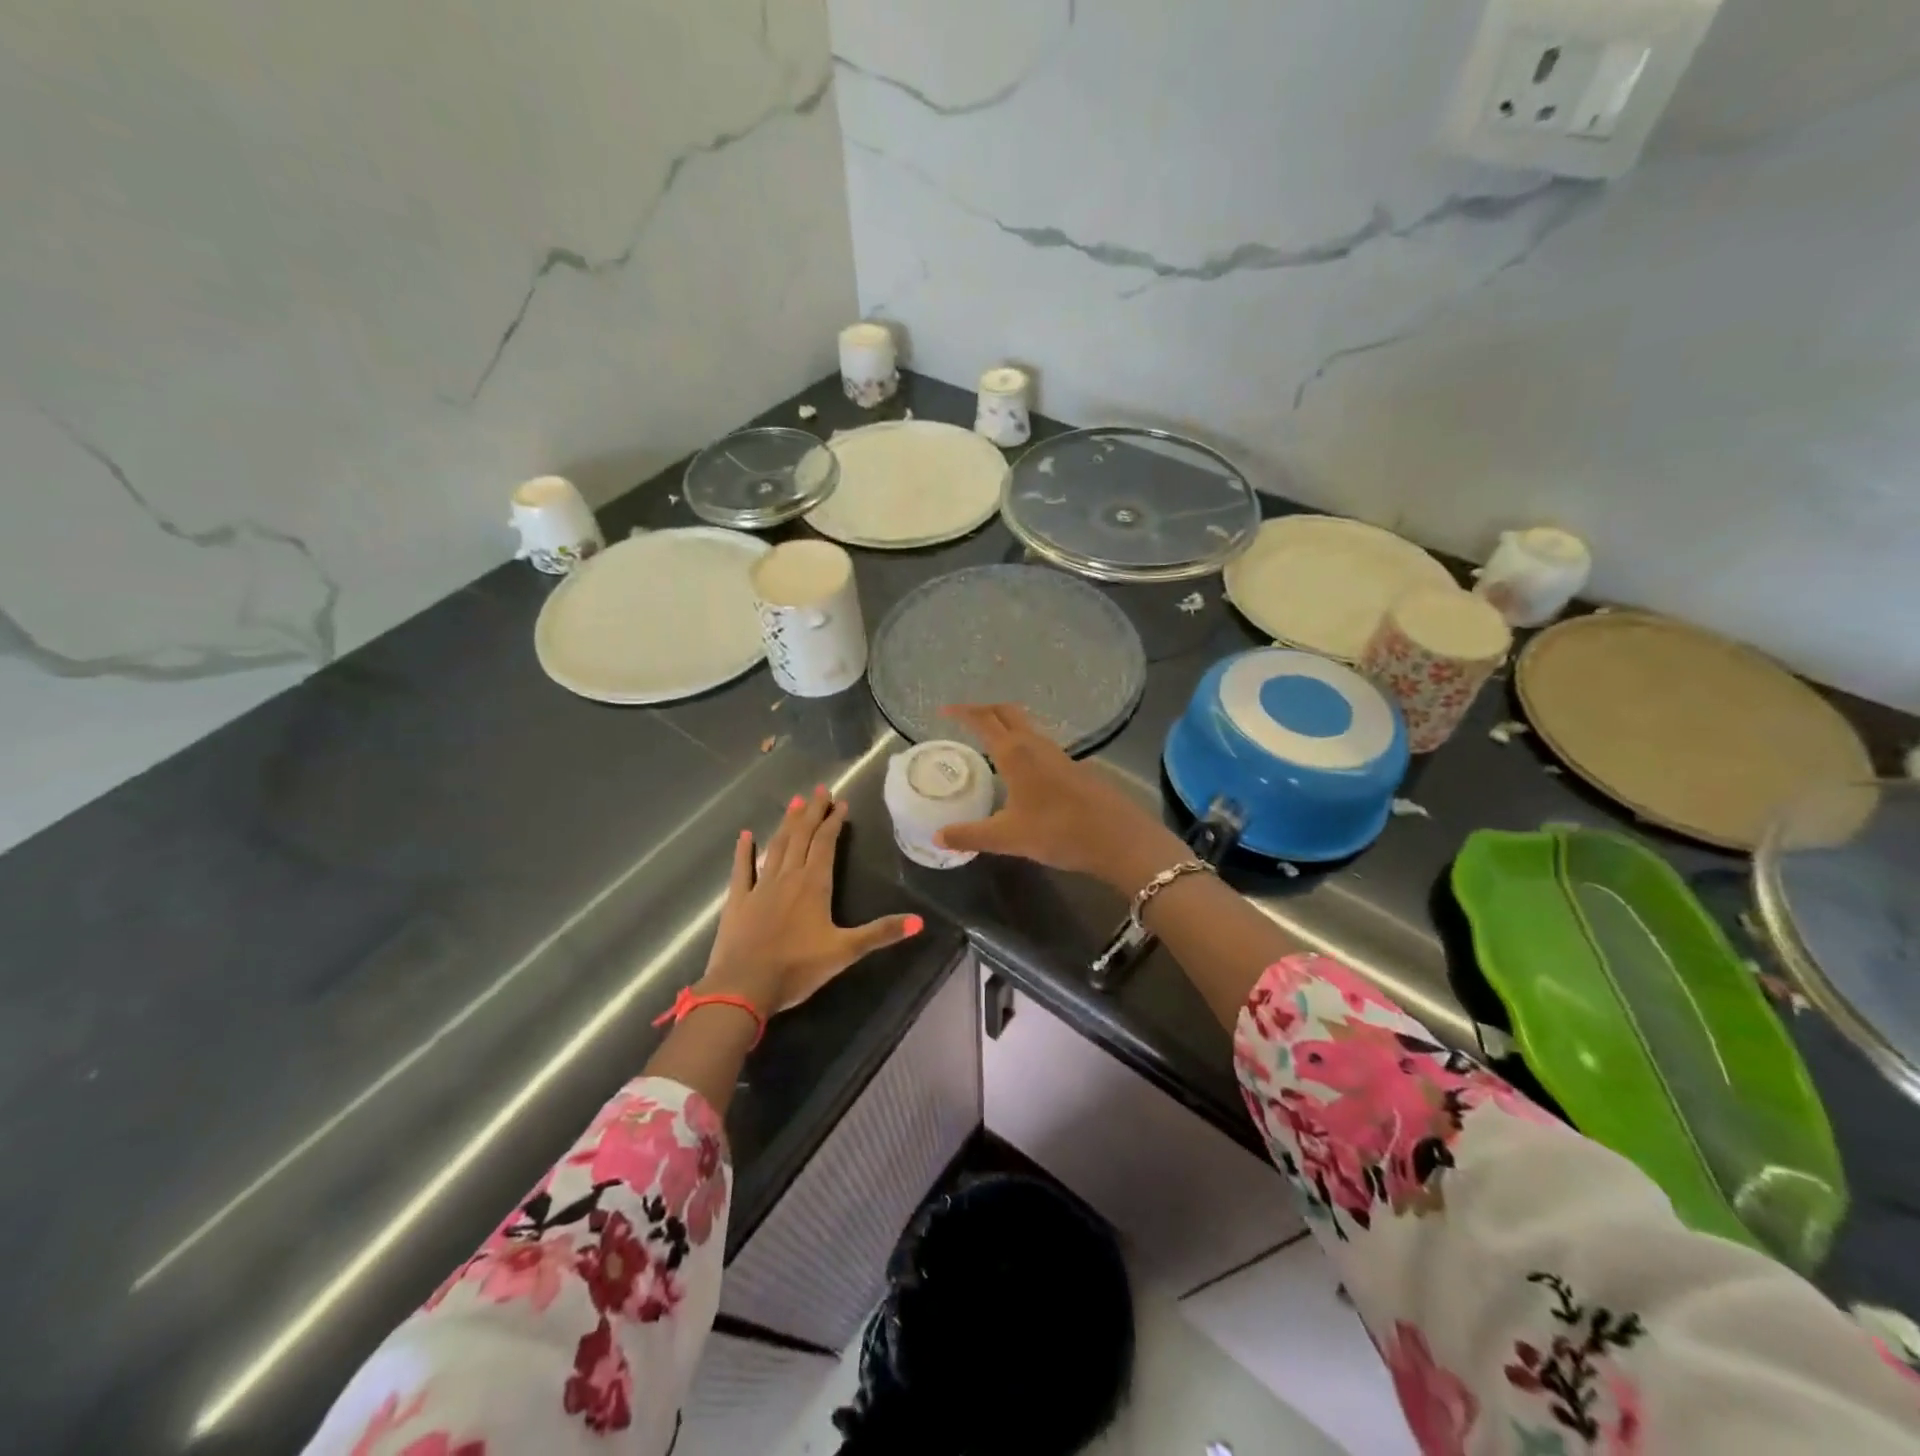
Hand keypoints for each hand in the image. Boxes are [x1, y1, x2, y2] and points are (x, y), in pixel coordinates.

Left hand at [701, 785, 922, 1015]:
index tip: (841, 803)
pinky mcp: (738, 901)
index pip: (825, 844)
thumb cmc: (798, 968)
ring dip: (786, 823)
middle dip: (812, 812)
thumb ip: (881, 933)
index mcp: (814, 884)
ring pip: (776, 846)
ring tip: (795, 802)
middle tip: (819, 790)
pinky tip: (745, 835)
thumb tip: (920, 921)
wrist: (743, 986)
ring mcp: (759, 887)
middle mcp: (787, 877)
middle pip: (801, 837)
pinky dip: (744, 851)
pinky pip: (741, 869)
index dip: (834, 822)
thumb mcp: (845, 951)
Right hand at [935, 704, 1188, 892]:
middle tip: (963, 718)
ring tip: (987, 740)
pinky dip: (1021, 743)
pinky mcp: (1073, 767)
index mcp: (1015, 753)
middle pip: (1006, 713)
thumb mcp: (1007, 837)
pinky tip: (1020, 768)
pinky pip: (1039, 744)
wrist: (1118, 838)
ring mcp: (1058, 754)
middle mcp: (1036, 744)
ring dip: (1005, 725)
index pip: (983, 720)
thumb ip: (970, 835)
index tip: (943, 711)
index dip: (962, 713)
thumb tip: (937, 836)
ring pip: (1026, 727)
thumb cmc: (1058, 831)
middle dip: (983, 710)